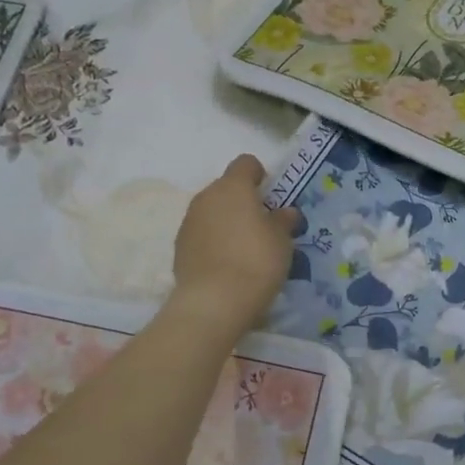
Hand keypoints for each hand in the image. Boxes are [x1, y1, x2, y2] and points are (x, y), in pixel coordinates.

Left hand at [170, 155, 300, 338]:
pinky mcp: (179, 246)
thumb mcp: (282, 241)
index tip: (271, 196)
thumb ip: (283, 221)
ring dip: (226, 221)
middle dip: (242, 201)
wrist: (214, 301)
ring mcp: (188, 221)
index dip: (260, 175)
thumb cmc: (256, 262)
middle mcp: (206, 197)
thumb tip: (285, 211)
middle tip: (261, 225)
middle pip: (226, 188)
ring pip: (211, 211)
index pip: (245, 163)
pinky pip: (201, 234)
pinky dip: (213, 241)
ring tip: (243, 248)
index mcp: (233, 187)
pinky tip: (226, 263)